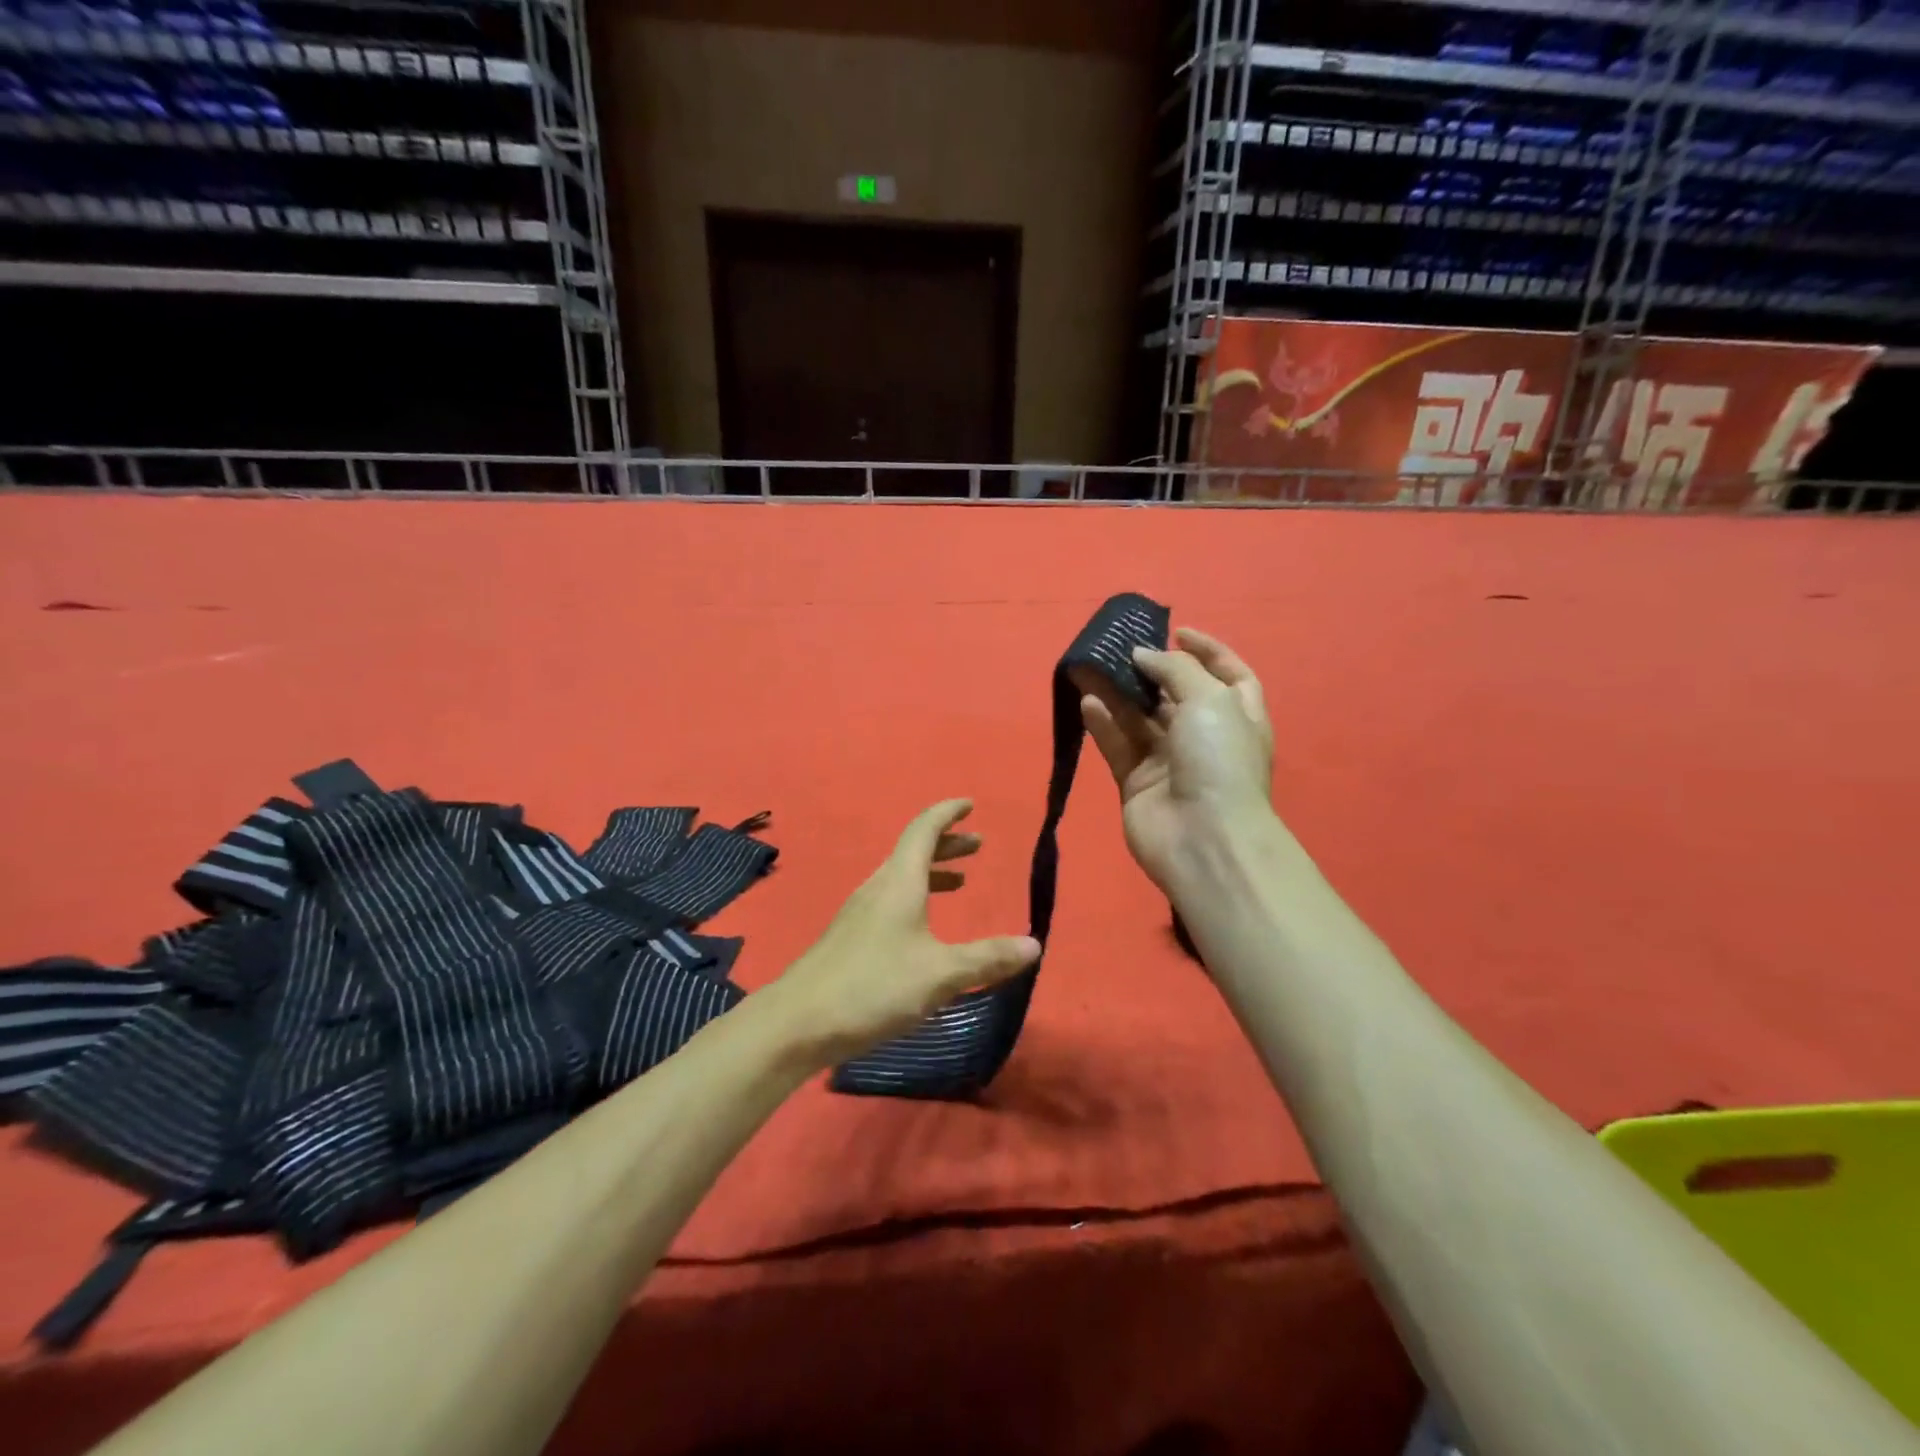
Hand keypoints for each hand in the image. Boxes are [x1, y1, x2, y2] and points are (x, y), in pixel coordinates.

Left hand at [761, 799, 1040, 1069]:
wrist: (799, 1022)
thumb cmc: (874, 986)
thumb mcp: (940, 974)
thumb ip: (987, 958)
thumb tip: (1034, 944)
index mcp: (899, 882)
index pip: (924, 830)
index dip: (947, 813)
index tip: (969, 804)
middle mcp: (878, 888)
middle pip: (913, 851)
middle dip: (947, 844)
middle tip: (978, 845)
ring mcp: (859, 913)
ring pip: (901, 877)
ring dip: (932, 872)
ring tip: (960, 882)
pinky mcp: (851, 938)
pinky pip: (890, 900)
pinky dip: (916, 897)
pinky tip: (924, 929)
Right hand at [1075, 627, 1274, 892]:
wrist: (1204, 838)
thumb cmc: (1219, 760)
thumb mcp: (1209, 699)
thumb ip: (1174, 669)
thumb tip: (1142, 655)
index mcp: (1238, 715)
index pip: (1227, 673)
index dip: (1206, 650)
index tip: (1177, 631)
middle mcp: (1205, 736)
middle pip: (1175, 694)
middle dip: (1149, 668)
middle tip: (1119, 647)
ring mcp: (1170, 761)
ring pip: (1139, 717)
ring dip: (1116, 692)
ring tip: (1090, 666)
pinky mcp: (1137, 782)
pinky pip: (1118, 744)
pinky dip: (1103, 723)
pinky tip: (1087, 701)